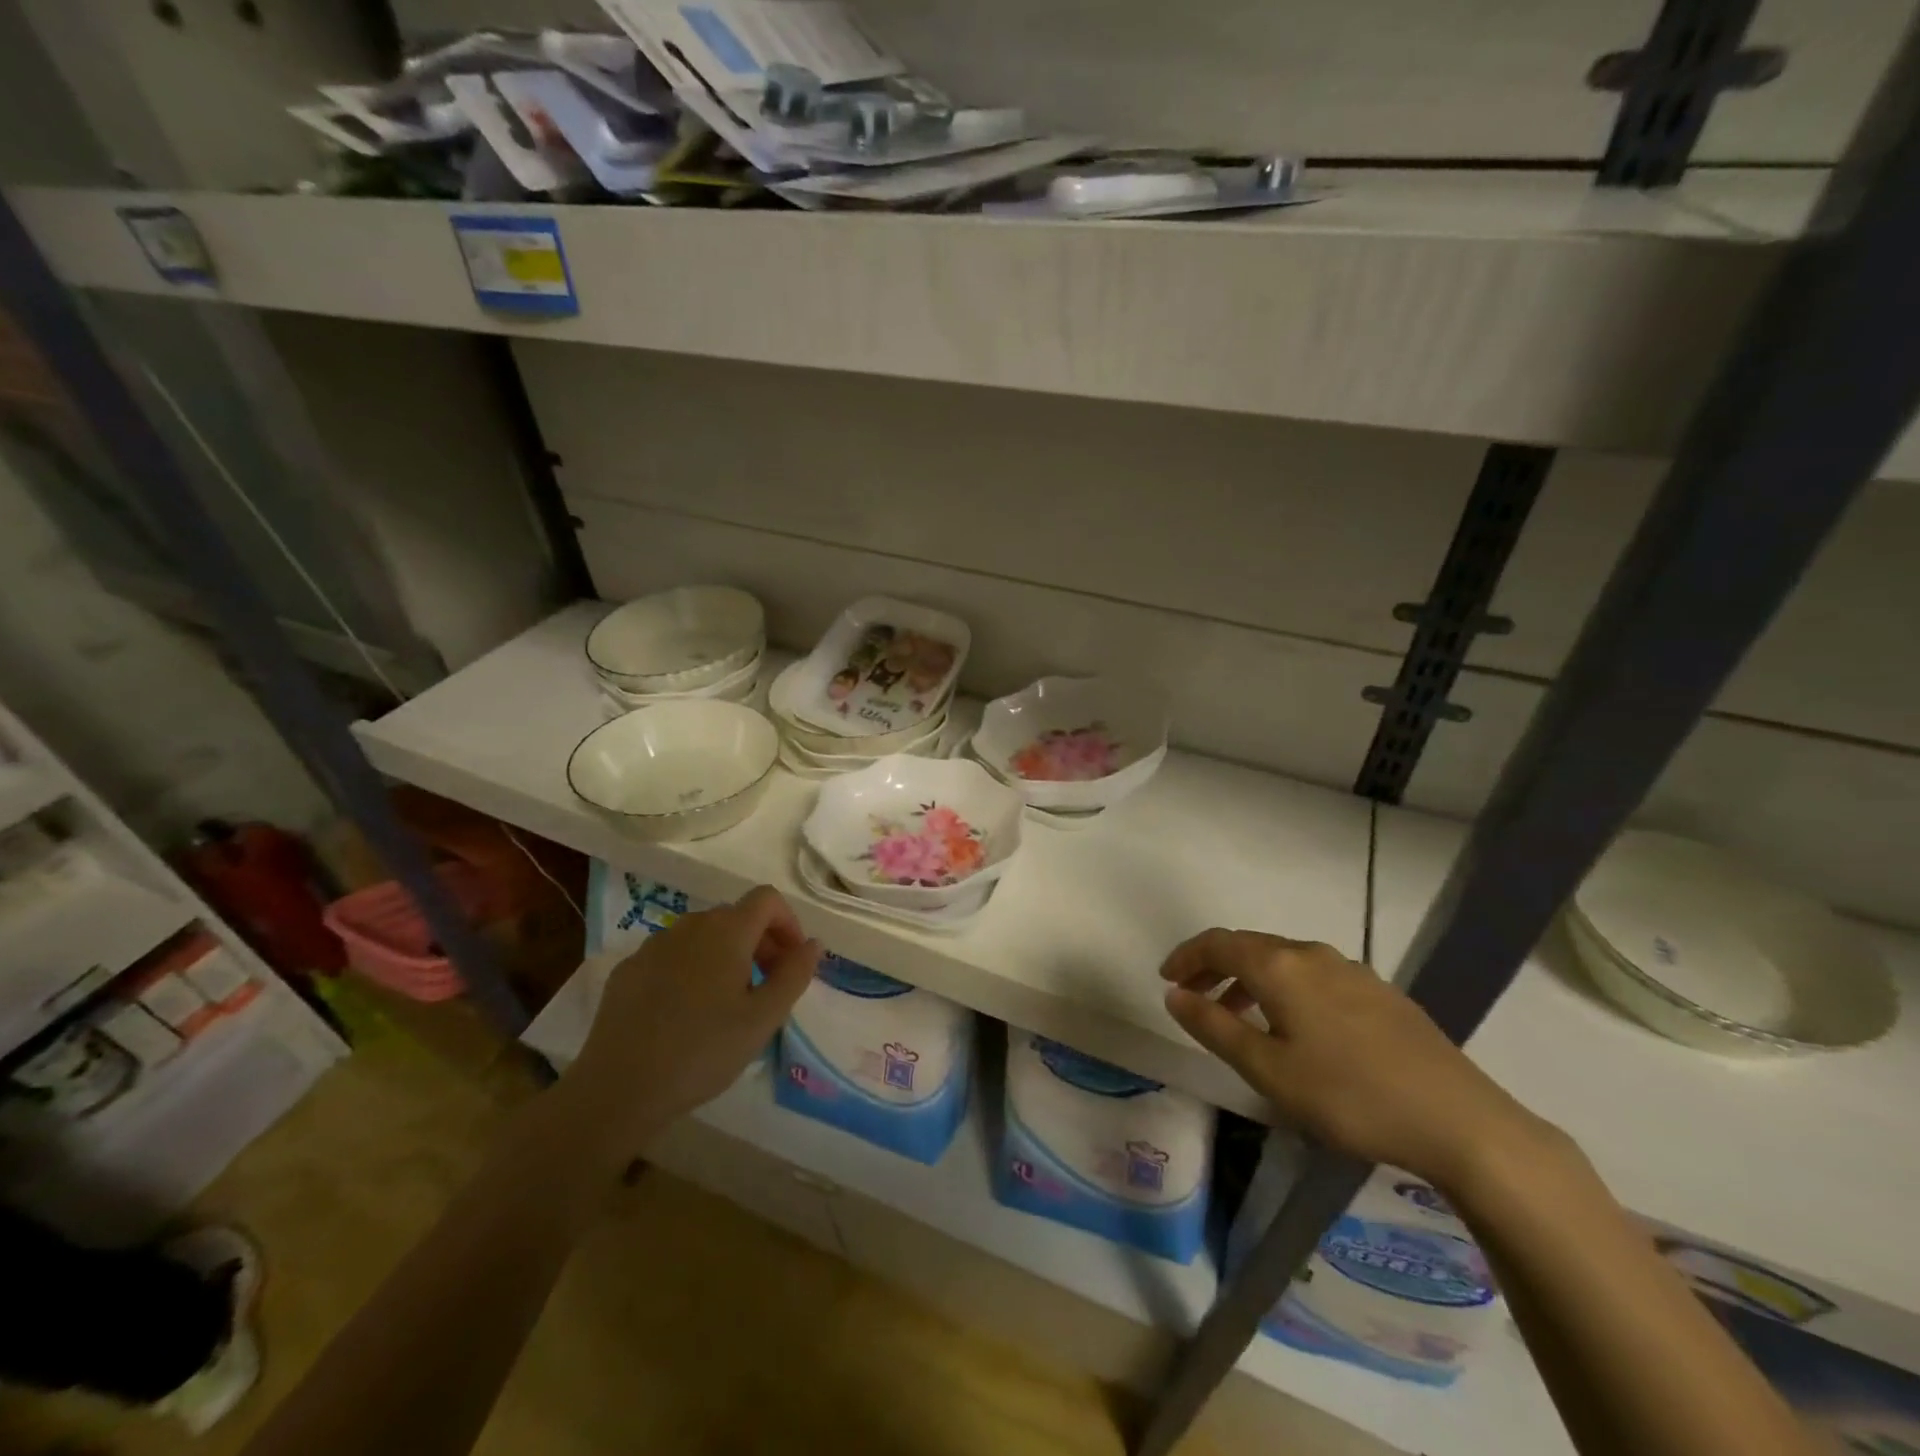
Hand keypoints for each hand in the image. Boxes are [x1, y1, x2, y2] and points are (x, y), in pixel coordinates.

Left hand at [563, 886, 821, 1155]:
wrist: (617, 1089)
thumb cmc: (703, 1051)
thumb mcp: (763, 1018)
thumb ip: (795, 974)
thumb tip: (812, 943)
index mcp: (726, 931)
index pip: (767, 899)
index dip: (788, 923)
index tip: (792, 962)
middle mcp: (689, 925)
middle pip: (736, 917)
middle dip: (760, 943)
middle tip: (767, 988)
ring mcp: (653, 945)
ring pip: (702, 936)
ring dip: (726, 956)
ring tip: (727, 1003)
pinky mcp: (627, 970)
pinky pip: (671, 956)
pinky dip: (690, 970)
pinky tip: (685, 1013)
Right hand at [1161, 930, 1555, 1193]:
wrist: (1460, 1121)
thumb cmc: (1350, 1096)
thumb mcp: (1269, 1070)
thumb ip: (1214, 1027)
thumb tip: (1173, 995)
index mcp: (1280, 967)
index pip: (1218, 943)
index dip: (1187, 957)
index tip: (1167, 979)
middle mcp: (1313, 955)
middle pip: (1250, 947)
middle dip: (1215, 968)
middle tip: (1193, 998)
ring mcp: (1351, 970)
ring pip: (1284, 961)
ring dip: (1249, 980)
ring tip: (1238, 1016)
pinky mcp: (1379, 992)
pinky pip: (1314, 976)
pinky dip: (1284, 989)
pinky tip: (1295, 1027)